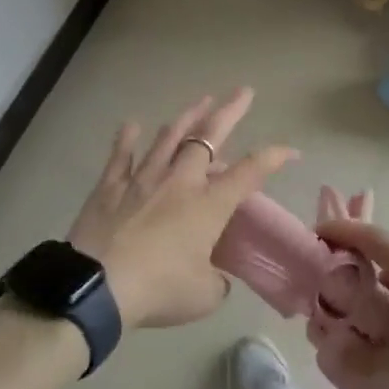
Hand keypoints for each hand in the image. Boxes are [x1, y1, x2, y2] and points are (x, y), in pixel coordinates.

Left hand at [66, 89, 296, 329]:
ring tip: (201, 101)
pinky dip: (126, 139)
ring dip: (187, 117)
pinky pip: (120, 157)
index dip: (273, 158)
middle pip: (208, 137)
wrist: (97, 288)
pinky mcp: (109, 187)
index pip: (249, 172)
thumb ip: (215, 281)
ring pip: (168, 138)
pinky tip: (131, 124)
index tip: (291, 151)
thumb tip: (214, 275)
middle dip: (229, 112)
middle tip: (243, 92)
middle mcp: (179, 182)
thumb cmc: (159, 290)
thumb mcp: (203, 296)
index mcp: (208, 205)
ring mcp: (142, 179)